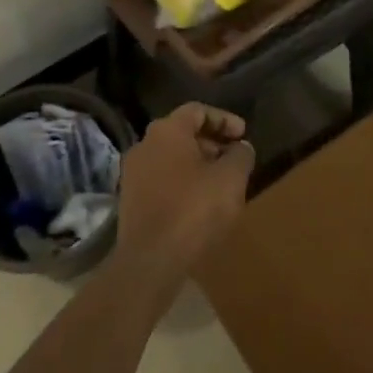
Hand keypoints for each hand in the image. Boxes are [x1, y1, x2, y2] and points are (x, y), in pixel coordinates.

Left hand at [116, 103, 255, 291]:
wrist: (150, 261)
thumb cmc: (194, 210)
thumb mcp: (231, 179)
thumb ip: (240, 156)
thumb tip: (241, 147)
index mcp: (167, 130)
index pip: (197, 111)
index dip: (224, 120)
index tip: (243, 135)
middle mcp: (145, 144)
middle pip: (182, 133)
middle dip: (211, 143)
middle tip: (234, 159)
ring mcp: (133, 173)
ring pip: (171, 158)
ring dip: (197, 165)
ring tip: (220, 183)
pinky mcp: (130, 200)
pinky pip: (161, 180)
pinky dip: (182, 183)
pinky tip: (199, 203)